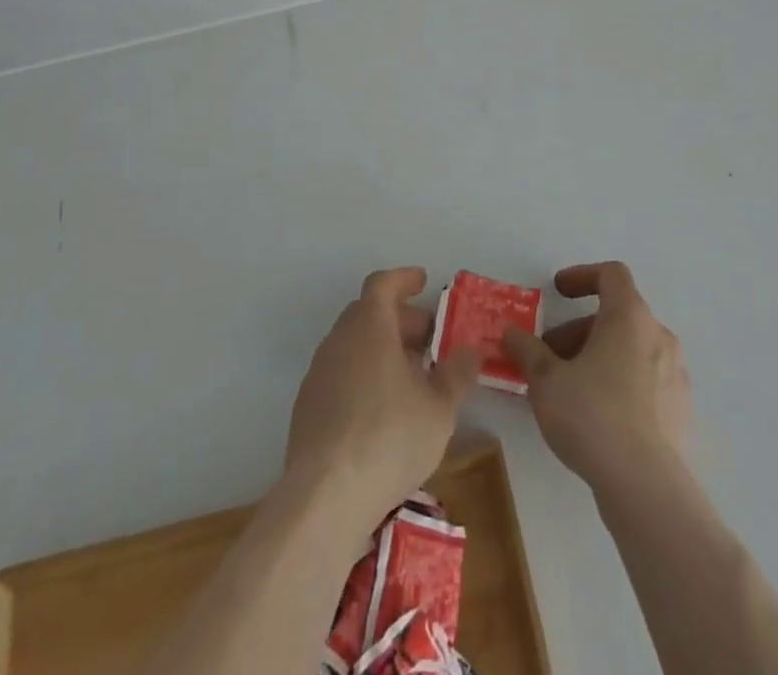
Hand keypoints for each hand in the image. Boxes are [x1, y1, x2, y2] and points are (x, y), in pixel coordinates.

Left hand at [283, 267, 479, 529]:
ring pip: (353, 345)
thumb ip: (458, 374)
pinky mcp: (307, 408)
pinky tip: (382, 409)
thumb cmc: (389, 438)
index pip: (383, 284)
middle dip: (399, 319)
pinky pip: (340, 374)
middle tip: (427, 337)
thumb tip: (470, 351)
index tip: (423, 281)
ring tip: (411, 377)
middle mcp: (339, 340)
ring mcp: (318, 374)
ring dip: (381, 348)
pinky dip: (363, 375)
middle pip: (368, 313)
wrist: (325, 497)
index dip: (404, 279)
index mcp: (369, 327)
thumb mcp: (440, 408)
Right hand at [503, 262, 691, 493]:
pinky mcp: (682, 410)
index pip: (611, 274)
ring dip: (599, 357)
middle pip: (617, 316)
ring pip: (632, 349)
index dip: (582, 276)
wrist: (646, 486)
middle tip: (550, 356)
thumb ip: (527, 349)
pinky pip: (647, 381)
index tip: (557, 292)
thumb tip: (511, 333)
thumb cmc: (592, 415)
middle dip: (579, 330)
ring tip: (570, 389)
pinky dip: (621, 383)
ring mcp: (676, 374)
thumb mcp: (545, 380)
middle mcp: (659, 336)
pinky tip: (599, 417)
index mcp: (630, 316)